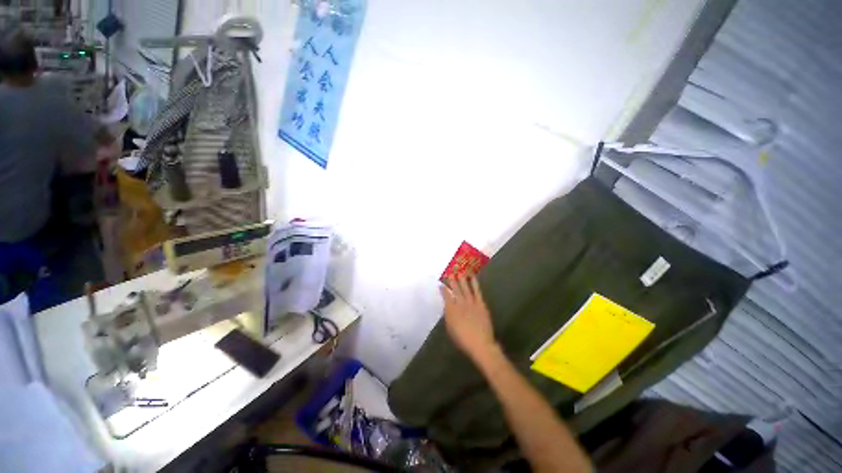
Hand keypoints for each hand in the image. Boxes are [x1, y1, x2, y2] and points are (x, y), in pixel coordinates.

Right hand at [441, 276, 496, 360]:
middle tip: (450, 272)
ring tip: (459, 270)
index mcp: (451, 309)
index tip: (440, 284)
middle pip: (455, 289)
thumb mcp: (450, 328)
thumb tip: (448, 307)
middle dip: (452, 280)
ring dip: (461, 278)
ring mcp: (470, 302)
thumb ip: (448, 316)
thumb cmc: (462, 339)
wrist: (479, 343)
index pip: (445, 296)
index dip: (443, 289)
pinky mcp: (480, 303)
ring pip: (465, 287)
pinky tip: (472, 276)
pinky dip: (474, 282)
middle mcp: (459, 303)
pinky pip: (476, 290)